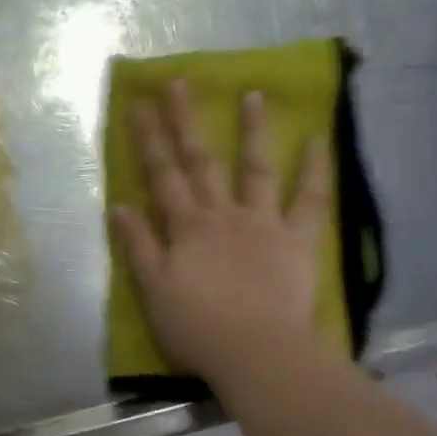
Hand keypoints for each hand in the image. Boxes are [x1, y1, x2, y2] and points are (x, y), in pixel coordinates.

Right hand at [111, 81, 328, 382]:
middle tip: (180, 83)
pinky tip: (316, 141)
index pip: (162, 176)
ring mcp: (263, 223)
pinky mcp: (297, 240)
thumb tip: (120, 206)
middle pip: (201, 162)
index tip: (140, 104)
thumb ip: (139, 247)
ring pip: (255, 169)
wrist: (256, 353)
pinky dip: (313, 171)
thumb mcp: (154, 291)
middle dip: (187, 122)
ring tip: (252, 95)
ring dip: (252, 131)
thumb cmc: (198, 329)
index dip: (149, 140)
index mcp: (187, 228)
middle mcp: (222, 215)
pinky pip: (309, 201)